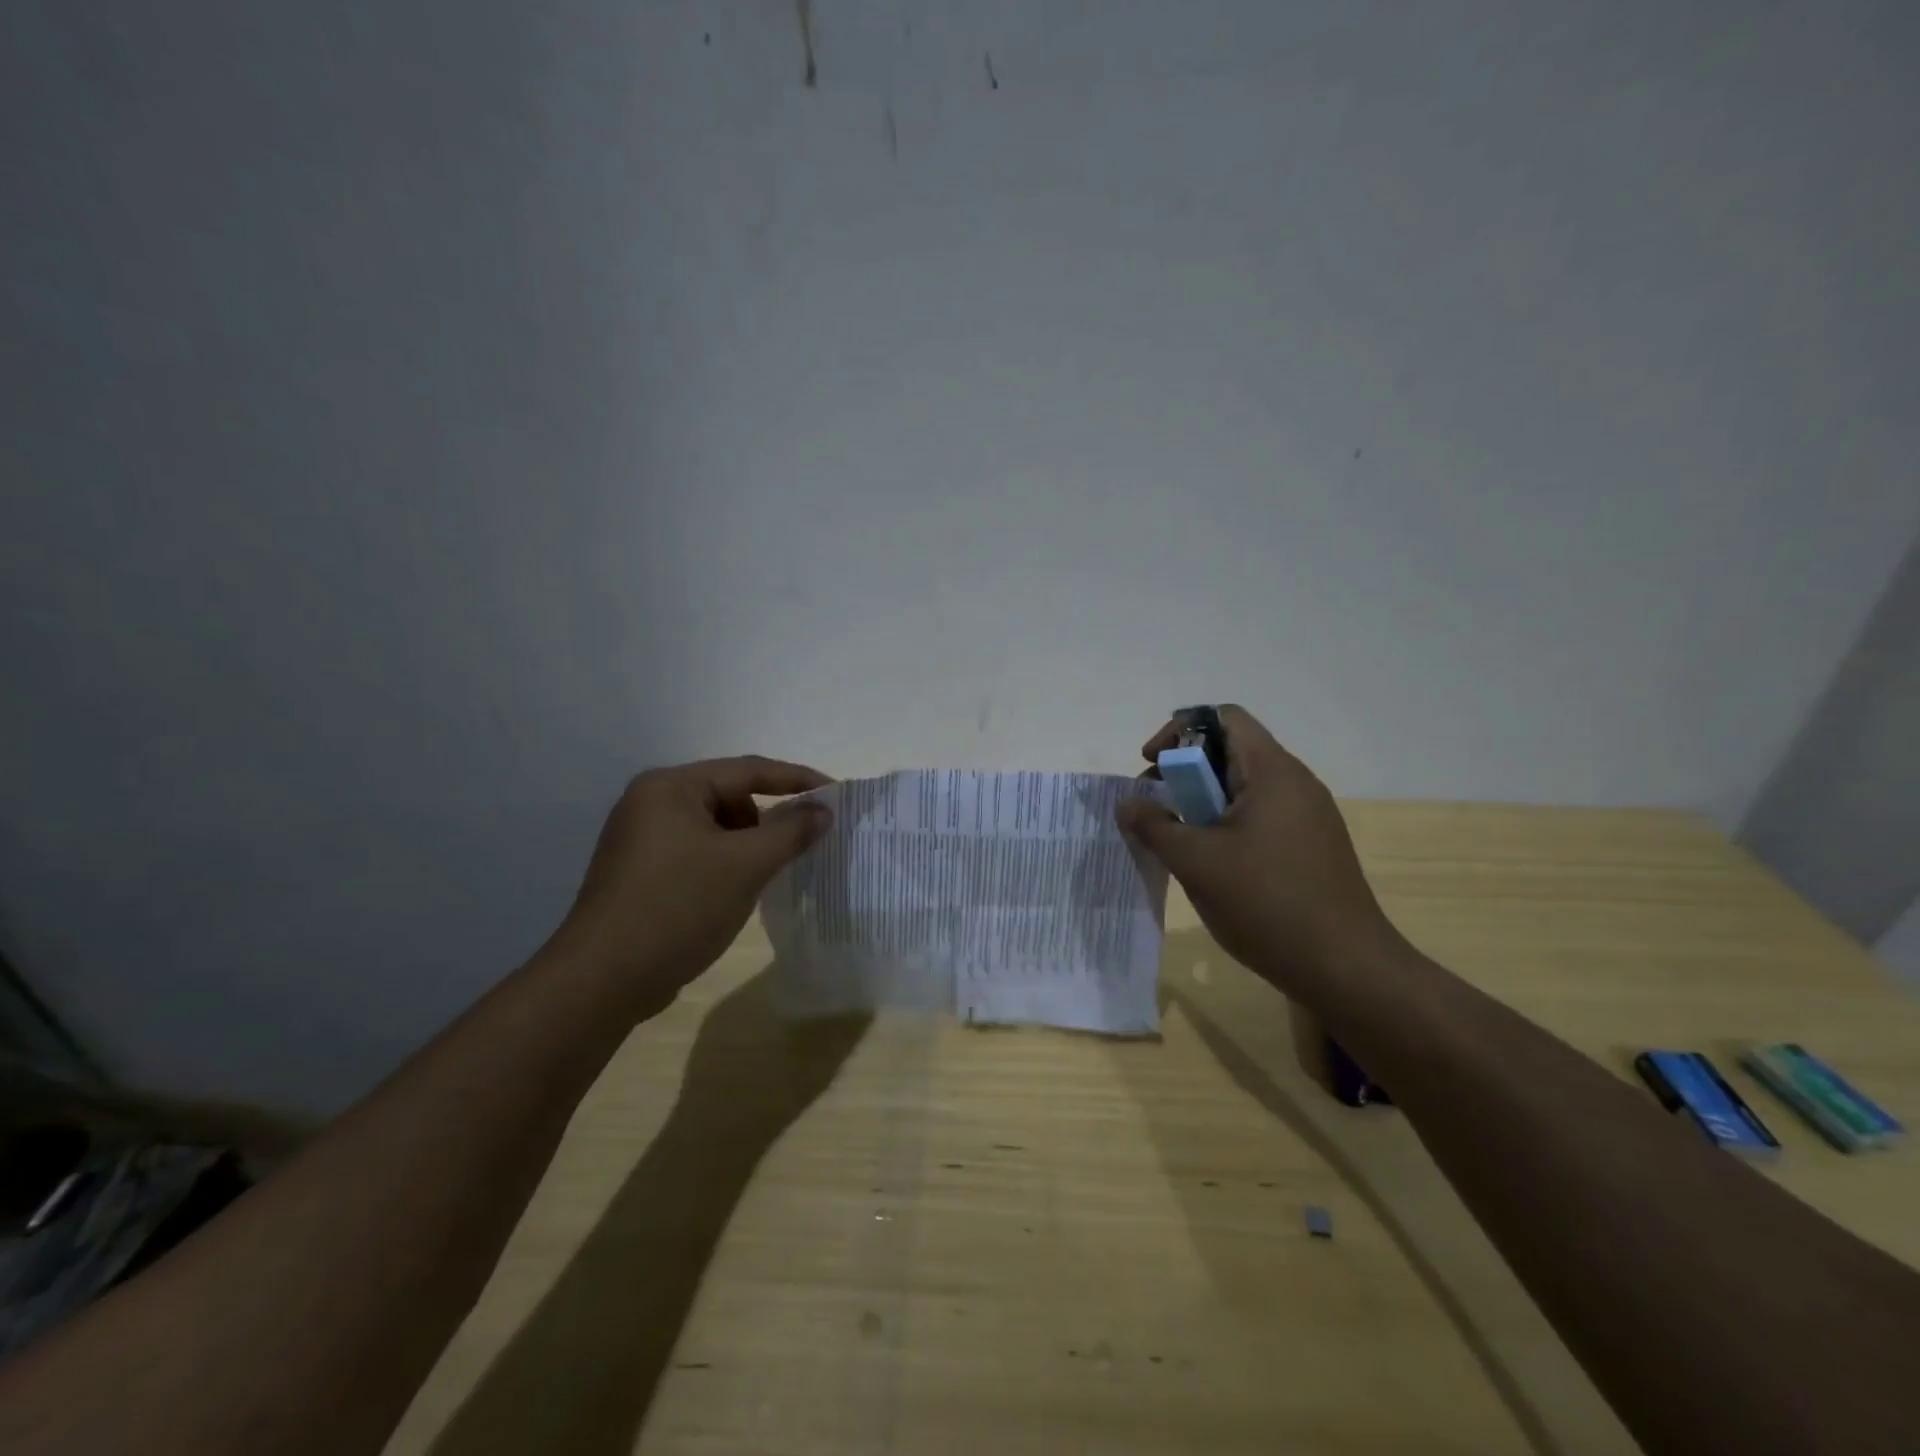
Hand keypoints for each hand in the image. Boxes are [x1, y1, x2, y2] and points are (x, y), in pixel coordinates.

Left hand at [557, 756, 833, 1006]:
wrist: (601, 981)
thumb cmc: (678, 908)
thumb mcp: (745, 865)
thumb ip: (791, 831)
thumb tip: (824, 809)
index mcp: (670, 787)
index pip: (748, 770)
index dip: (797, 779)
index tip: (836, 792)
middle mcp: (651, 803)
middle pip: (729, 797)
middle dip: (767, 820)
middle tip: (798, 846)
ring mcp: (640, 839)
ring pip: (715, 829)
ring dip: (747, 846)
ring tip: (764, 877)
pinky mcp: (640, 873)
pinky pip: (697, 853)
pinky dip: (724, 864)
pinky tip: (735, 893)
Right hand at [1116, 707, 1400, 992]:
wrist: (1346, 968)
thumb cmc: (1266, 902)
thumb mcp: (1196, 861)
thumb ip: (1154, 825)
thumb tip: (1128, 804)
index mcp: (1272, 771)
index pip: (1223, 718)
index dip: (1179, 732)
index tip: (1151, 767)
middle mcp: (1295, 783)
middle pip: (1230, 752)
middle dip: (1184, 773)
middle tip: (1155, 810)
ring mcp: (1308, 816)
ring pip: (1243, 789)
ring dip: (1202, 804)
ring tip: (1178, 841)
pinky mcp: (1311, 847)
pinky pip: (1259, 817)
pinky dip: (1226, 826)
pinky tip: (1212, 866)